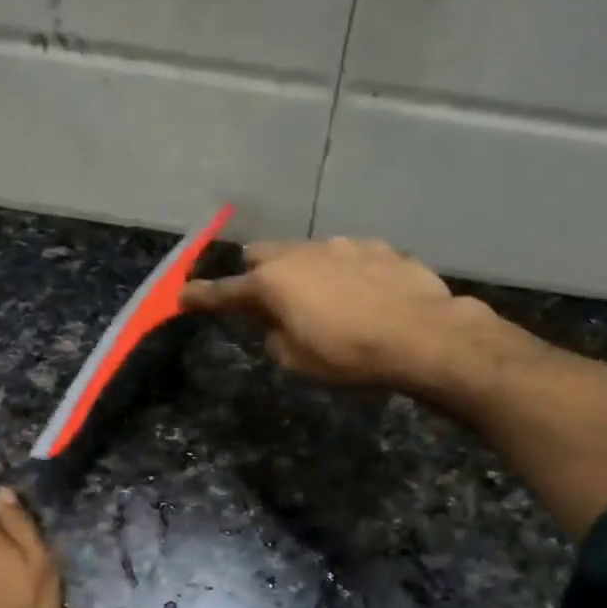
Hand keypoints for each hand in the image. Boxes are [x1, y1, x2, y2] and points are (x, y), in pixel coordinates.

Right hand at [182, 237, 475, 389]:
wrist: (425, 335)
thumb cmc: (351, 355)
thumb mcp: (299, 362)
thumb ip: (275, 339)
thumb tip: (275, 327)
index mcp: (274, 283)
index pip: (225, 291)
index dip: (200, 297)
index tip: (182, 297)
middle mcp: (302, 253)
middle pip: (263, 255)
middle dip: (256, 274)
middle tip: (266, 300)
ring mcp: (342, 245)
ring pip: (307, 252)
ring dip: (303, 272)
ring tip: (322, 300)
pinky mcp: (378, 247)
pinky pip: (347, 255)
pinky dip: (343, 272)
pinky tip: (363, 294)